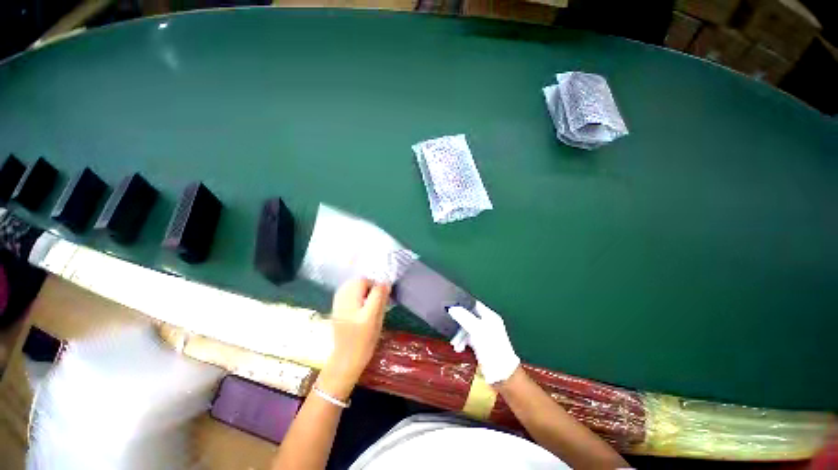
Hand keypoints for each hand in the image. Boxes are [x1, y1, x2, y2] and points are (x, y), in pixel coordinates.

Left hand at [319, 279, 390, 400]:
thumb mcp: (375, 316)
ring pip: (352, 287)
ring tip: (369, 303)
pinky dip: (356, 295)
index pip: (364, 280)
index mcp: (349, 297)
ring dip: (362, 290)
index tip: (382, 297)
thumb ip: (379, 296)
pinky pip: (348, 293)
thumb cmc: (363, 339)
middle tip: (376, 301)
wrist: (346, 359)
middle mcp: (341, 297)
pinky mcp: (337, 309)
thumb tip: (385, 282)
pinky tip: (361, 306)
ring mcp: (337, 303)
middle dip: (368, 287)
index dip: (375, 285)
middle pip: (357, 281)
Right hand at [447, 302, 519, 384]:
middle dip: (459, 323)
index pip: (474, 304)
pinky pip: (468, 338)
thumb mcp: (476, 330)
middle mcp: (487, 323)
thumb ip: (464, 317)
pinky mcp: (480, 344)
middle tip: (450, 327)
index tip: (450, 307)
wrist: (501, 373)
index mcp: (489, 316)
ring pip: (467, 328)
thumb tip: (451, 308)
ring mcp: (483, 334)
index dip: (463, 304)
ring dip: (459, 335)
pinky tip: (459, 348)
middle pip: (468, 317)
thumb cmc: (491, 347)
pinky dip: (462, 342)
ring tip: (454, 344)